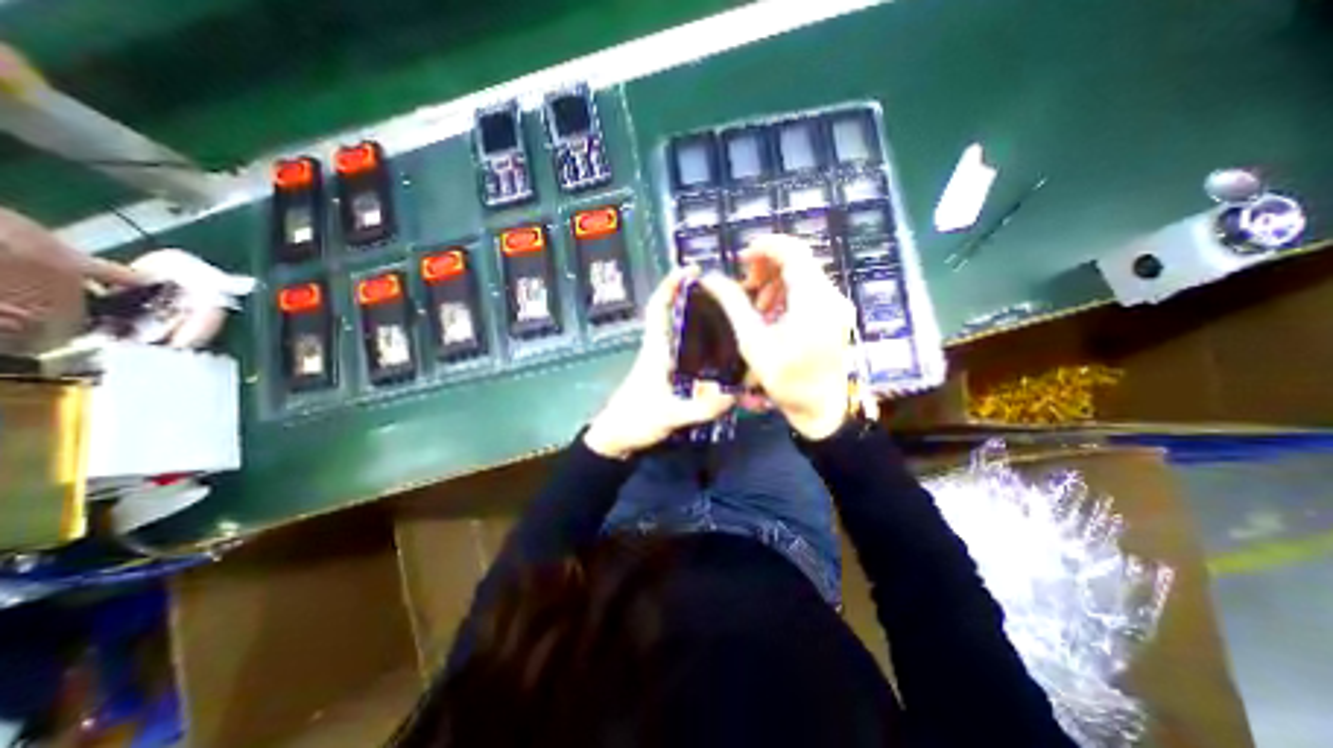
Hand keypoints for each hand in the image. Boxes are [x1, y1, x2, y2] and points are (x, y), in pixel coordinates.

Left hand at [584, 267, 739, 458]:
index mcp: (656, 349)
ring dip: (702, 320)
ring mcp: (665, 362)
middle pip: (676, 315)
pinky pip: (690, 352)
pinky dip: (704, 345)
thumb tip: (733, 394)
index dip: (670, 285)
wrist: (618, 437)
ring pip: (684, 332)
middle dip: (696, 298)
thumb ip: (699, 407)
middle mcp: (661, 350)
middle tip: (727, 294)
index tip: (690, 269)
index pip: (659, 308)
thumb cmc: (635, 420)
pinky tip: (724, 352)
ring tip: (731, 318)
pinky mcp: (669, 375)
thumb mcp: (668, 414)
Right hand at [698, 236, 852, 439]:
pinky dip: (788, 294)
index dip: (765, 246)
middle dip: (767, 266)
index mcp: (814, 300)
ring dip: (776, 281)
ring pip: (804, 275)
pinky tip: (773, 313)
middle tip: (745, 284)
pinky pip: (810, 291)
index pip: (793, 251)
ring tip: (756, 304)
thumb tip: (711, 279)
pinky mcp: (835, 315)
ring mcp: (836, 306)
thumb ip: (733, 305)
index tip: (741, 258)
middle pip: (799, 261)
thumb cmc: (786, 379)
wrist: (820, 409)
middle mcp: (831, 296)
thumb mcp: (753, 342)